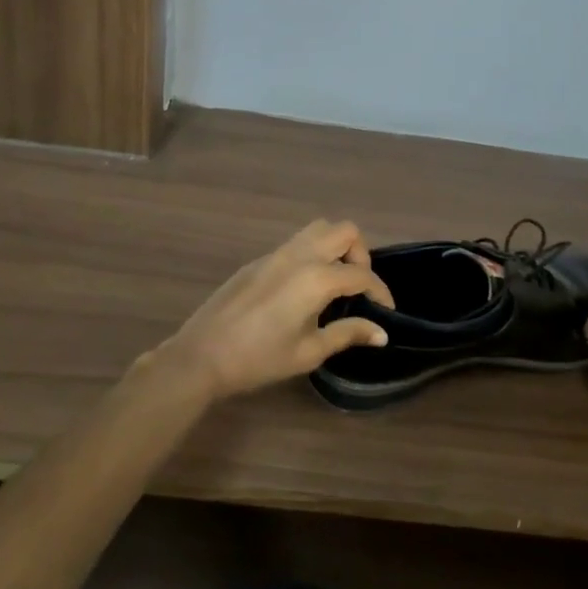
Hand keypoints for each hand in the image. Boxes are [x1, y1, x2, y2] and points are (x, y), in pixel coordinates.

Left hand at [144, 220, 394, 401]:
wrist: (201, 356)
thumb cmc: (259, 359)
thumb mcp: (309, 352)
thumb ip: (347, 334)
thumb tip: (381, 332)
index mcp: (316, 278)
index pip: (362, 275)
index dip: (380, 292)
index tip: (386, 313)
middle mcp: (299, 255)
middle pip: (344, 231)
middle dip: (360, 255)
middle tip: (357, 288)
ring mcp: (276, 254)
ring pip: (317, 229)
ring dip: (335, 248)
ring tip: (334, 283)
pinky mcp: (258, 261)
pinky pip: (295, 244)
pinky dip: (312, 255)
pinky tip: (304, 289)